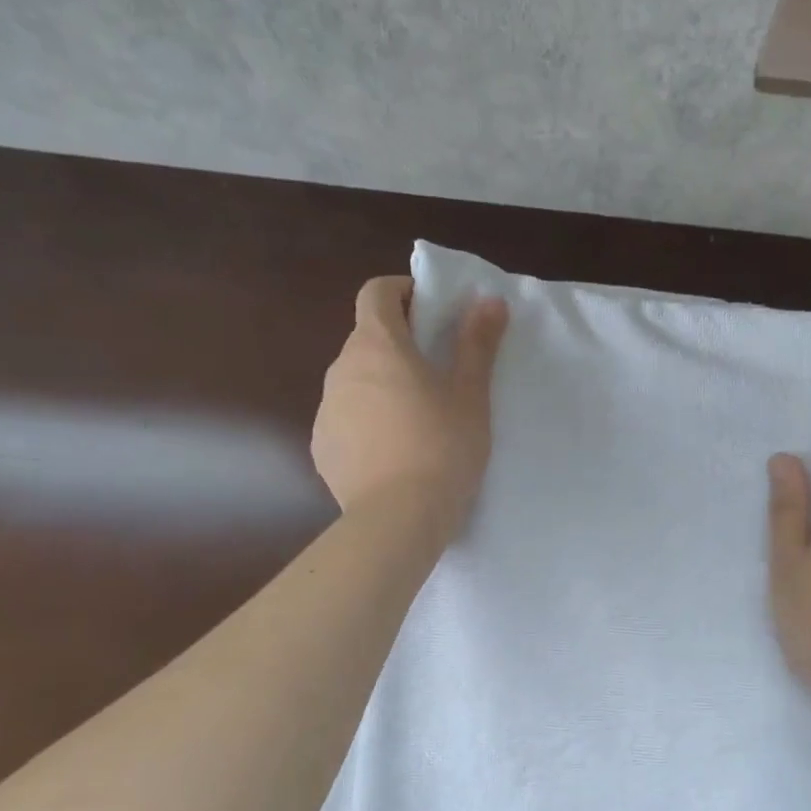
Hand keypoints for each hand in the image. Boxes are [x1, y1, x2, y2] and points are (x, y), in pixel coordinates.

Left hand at [312, 276, 508, 536]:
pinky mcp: (322, 446)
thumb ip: (477, 343)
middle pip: (367, 338)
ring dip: (382, 383)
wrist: (398, 519)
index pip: (377, 292)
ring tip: (418, 418)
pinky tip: (394, 452)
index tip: (431, 310)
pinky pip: (346, 418)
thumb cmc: (442, 447)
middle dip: (399, 343)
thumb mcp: (470, 394)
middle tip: (438, 370)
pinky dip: (367, 421)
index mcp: (378, 346)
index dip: (403, 291)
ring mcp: (326, 409)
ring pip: (355, 380)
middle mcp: (341, 368)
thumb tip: (488, 299)